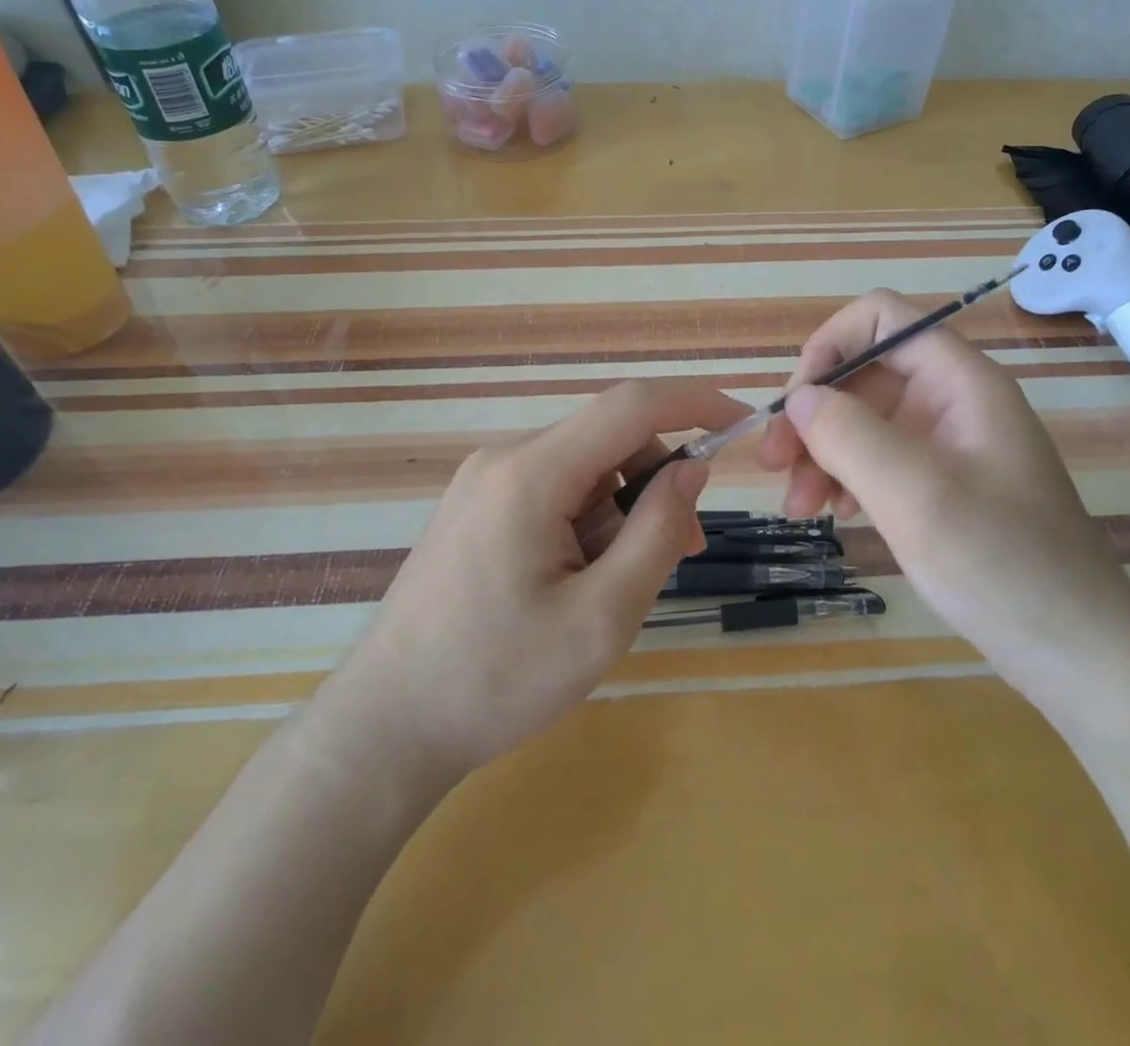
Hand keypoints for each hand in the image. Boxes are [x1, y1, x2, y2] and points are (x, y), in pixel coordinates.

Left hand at [347, 379, 749, 777]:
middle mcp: (504, 459)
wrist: (385, 727)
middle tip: (681, 550)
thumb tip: (690, 471)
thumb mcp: (601, 617)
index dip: (695, 402)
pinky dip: (587, 519)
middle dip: (657, 481)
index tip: (743, 424)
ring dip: (621, 508)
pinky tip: (580, 579)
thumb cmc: (497, 679)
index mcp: (531, 473)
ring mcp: (484, 482)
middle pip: (608, 438)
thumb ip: (654, 534)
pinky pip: (554, 489)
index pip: (631, 405)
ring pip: (584, 467)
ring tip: (620, 583)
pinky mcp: (476, 507)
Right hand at [758, 289, 1129, 702]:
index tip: (795, 404)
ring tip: (797, 507)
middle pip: (863, 373)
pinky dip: (844, 477)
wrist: (1076, 651)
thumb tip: (800, 398)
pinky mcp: (940, 481)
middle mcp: (951, 399)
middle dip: (813, 413)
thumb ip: (849, 434)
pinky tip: (833, 513)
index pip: (881, 318)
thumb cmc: (1002, 565)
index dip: (830, 345)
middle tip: (773, 465)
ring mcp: (946, 442)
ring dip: (819, 451)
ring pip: (862, 418)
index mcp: (959, 381)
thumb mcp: (915, 496)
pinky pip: (877, 457)